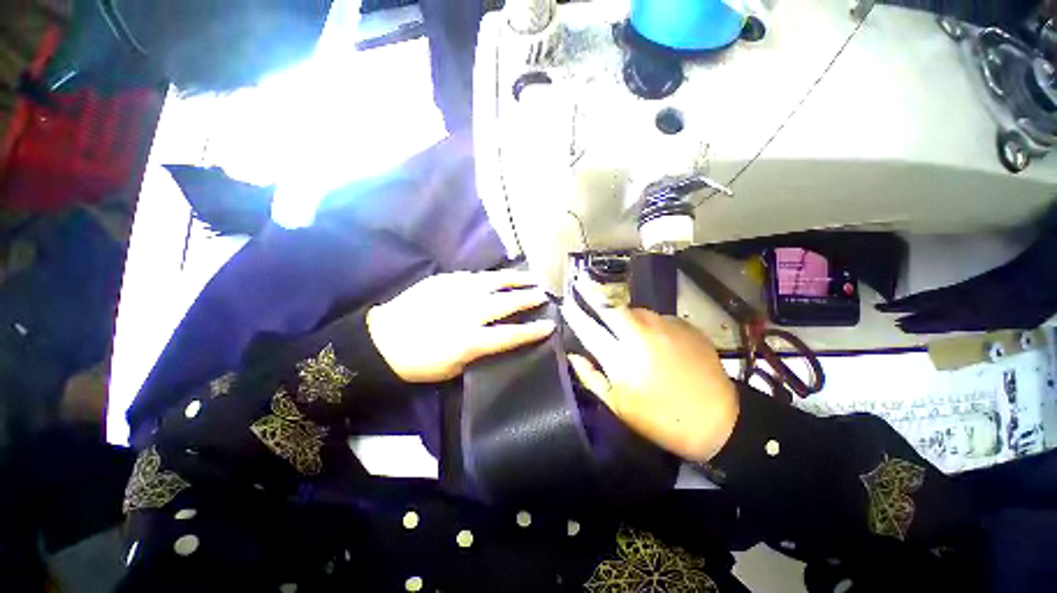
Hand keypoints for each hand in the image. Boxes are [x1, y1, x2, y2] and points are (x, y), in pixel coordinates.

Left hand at [367, 270, 555, 382]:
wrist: (383, 340)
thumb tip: (500, 340)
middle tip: (544, 294)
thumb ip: (481, 352)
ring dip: (516, 279)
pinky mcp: (446, 280)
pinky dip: (491, 277)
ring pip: (495, 281)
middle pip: (508, 303)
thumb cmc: (420, 362)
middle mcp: (470, 312)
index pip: (511, 334)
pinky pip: (475, 276)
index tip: (550, 325)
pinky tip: (499, 277)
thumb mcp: (455, 368)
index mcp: (472, 340)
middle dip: (530, 298)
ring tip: (532, 277)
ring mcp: (458, 292)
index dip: (533, 331)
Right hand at [562, 282, 738, 461]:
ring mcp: (665, 327)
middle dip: (591, 291)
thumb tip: (573, 356)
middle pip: (610, 305)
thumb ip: (591, 377)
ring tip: (622, 323)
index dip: (574, 313)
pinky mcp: (684, 326)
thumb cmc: (660, 420)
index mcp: (620, 358)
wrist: (718, 421)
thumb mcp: (618, 406)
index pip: (588, 328)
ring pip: (634, 309)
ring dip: (622, 312)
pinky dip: (648, 323)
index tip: (565, 301)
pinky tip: (653, 337)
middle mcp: (640, 335)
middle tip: (581, 280)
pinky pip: (657, 317)